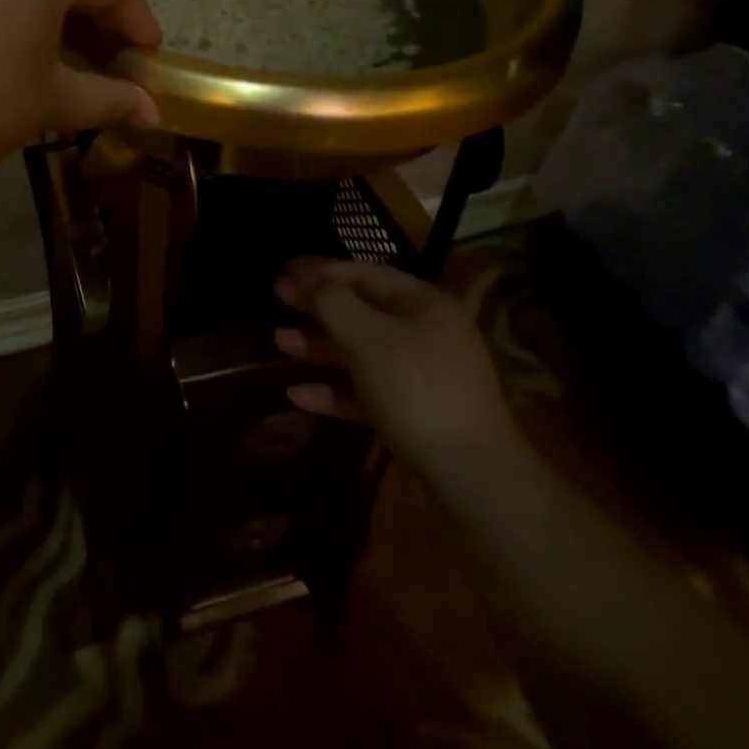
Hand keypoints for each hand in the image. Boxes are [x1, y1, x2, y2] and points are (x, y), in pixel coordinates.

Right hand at [274, 257, 523, 468]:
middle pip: (362, 311)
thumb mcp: (368, 337)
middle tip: (277, 299)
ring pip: (361, 352)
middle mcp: (425, 334)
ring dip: (320, 346)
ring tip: (279, 342)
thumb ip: (333, 302)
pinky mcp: (413, 417)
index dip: (322, 269)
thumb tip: (310, 281)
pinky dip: (334, 390)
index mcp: (423, 304)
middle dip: (318, 306)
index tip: (284, 269)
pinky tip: (298, 395)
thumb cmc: (417, 390)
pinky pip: (366, 393)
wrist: (471, 479)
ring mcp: (421, 378)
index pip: (365, 273)